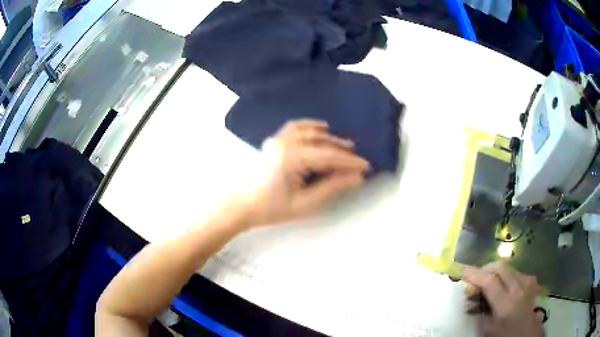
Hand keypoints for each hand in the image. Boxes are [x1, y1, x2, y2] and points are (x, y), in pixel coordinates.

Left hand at [240, 119, 369, 227]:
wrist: (245, 204)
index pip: (329, 156)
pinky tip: (321, 128)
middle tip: (358, 160)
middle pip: (321, 142)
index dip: (349, 162)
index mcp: (293, 157)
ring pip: (310, 131)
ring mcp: (278, 139)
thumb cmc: (273, 208)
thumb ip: (332, 187)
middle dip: (342, 150)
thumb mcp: (306, 203)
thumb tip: (356, 177)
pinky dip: (310, 126)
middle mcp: (286, 142)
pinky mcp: (274, 140)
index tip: (366, 166)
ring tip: (345, 146)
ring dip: (329, 138)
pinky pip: (295, 126)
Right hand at [463, 262, 542, 336]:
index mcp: (507, 304)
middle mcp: (519, 288)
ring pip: (509, 267)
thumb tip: (471, 298)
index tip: (463, 271)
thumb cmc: (505, 336)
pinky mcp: (532, 282)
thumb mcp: (488, 330)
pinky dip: (505, 275)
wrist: (528, 335)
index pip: (490, 281)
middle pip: (501, 267)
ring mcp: (528, 283)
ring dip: (495, 271)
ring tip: (486, 283)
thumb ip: (480, 312)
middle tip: (474, 278)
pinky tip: (502, 286)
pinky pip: (516, 272)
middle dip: (485, 268)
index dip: (475, 274)